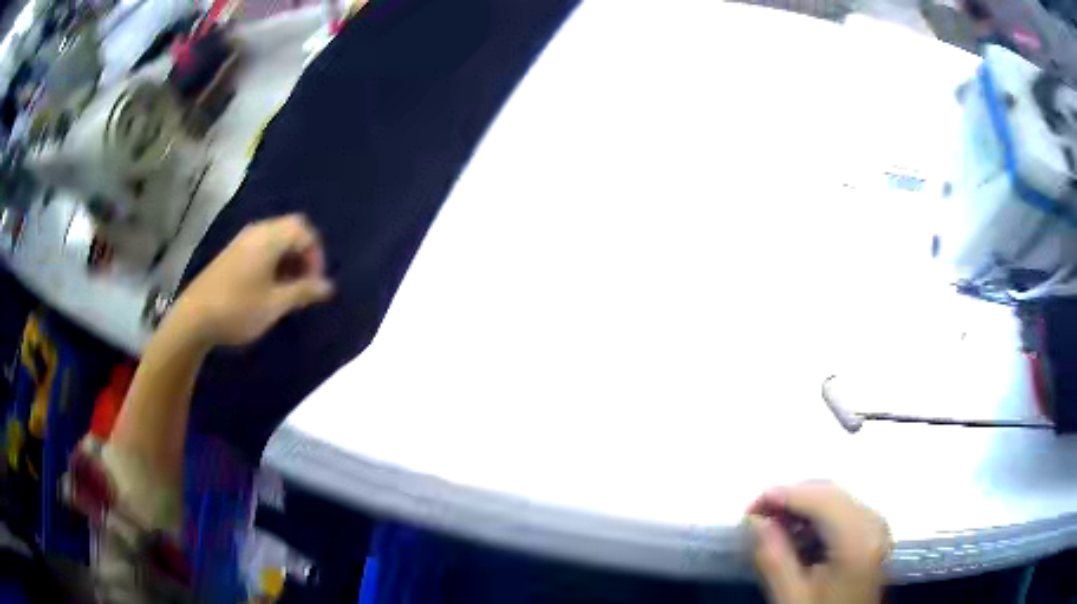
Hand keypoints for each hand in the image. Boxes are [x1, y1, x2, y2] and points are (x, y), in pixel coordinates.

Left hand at [174, 214, 334, 346]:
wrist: (194, 318)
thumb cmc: (238, 309)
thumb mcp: (275, 304)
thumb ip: (303, 292)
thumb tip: (329, 286)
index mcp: (269, 238)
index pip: (304, 231)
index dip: (316, 255)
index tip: (314, 284)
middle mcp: (257, 232)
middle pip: (290, 230)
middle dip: (303, 255)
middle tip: (304, 285)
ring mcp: (242, 241)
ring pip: (275, 239)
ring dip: (288, 259)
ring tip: (288, 289)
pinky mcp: (232, 253)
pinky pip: (261, 247)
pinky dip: (273, 261)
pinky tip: (268, 287)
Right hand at [747, 482, 889, 603]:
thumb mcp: (791, 598)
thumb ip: (773, 559)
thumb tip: (755, 520)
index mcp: (857, 538)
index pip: (818, 497)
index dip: (780, 496)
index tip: (748, 512)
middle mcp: (873, 522)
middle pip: (828, 492)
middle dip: (790, 500)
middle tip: (756, 521)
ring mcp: (876, 526)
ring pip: (835, 498)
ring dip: (802, 508)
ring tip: (772, 531)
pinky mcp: (873, 533)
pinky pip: (843, 510)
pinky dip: (816, 517)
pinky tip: (798, 538)